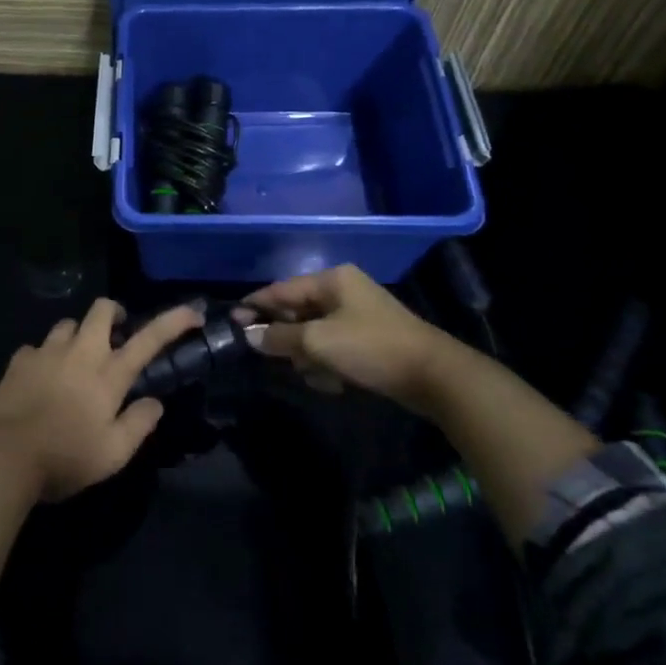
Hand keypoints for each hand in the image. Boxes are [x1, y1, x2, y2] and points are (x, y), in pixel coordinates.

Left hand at [0, 298, 200, 501]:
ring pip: (68, 324)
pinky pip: (36, 347)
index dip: (173, 321)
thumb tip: (155, 402)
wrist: (3, 456)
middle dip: (113, 312)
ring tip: (76, 358)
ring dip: (77, 335)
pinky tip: (41, 377)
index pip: (149, 339)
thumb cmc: (65, 457)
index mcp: (108, 374)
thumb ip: (138, 424)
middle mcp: (80, 353)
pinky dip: (44, 357)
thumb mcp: (113, 454)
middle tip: (116, 332)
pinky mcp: (19, 360)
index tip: (192, 313)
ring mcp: (47, 352)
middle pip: (101, 310)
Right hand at [245, 264, 465, 413]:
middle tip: (275, 358)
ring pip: (314, 334)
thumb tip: (249, 336)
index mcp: (332, 280)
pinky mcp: (369, 340)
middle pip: (297, 312)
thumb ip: (279, 337)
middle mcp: (343, 291)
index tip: (232, 321)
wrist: (433, 376)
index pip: (282, 289)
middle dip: (287, 338)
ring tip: (315, 375)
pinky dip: (328, 363)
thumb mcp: (318, 342)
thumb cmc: (371, 348)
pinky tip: (333, 383)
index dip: (256, 305)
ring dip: (308, 356)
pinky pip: (333, 347)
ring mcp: (358, 315)